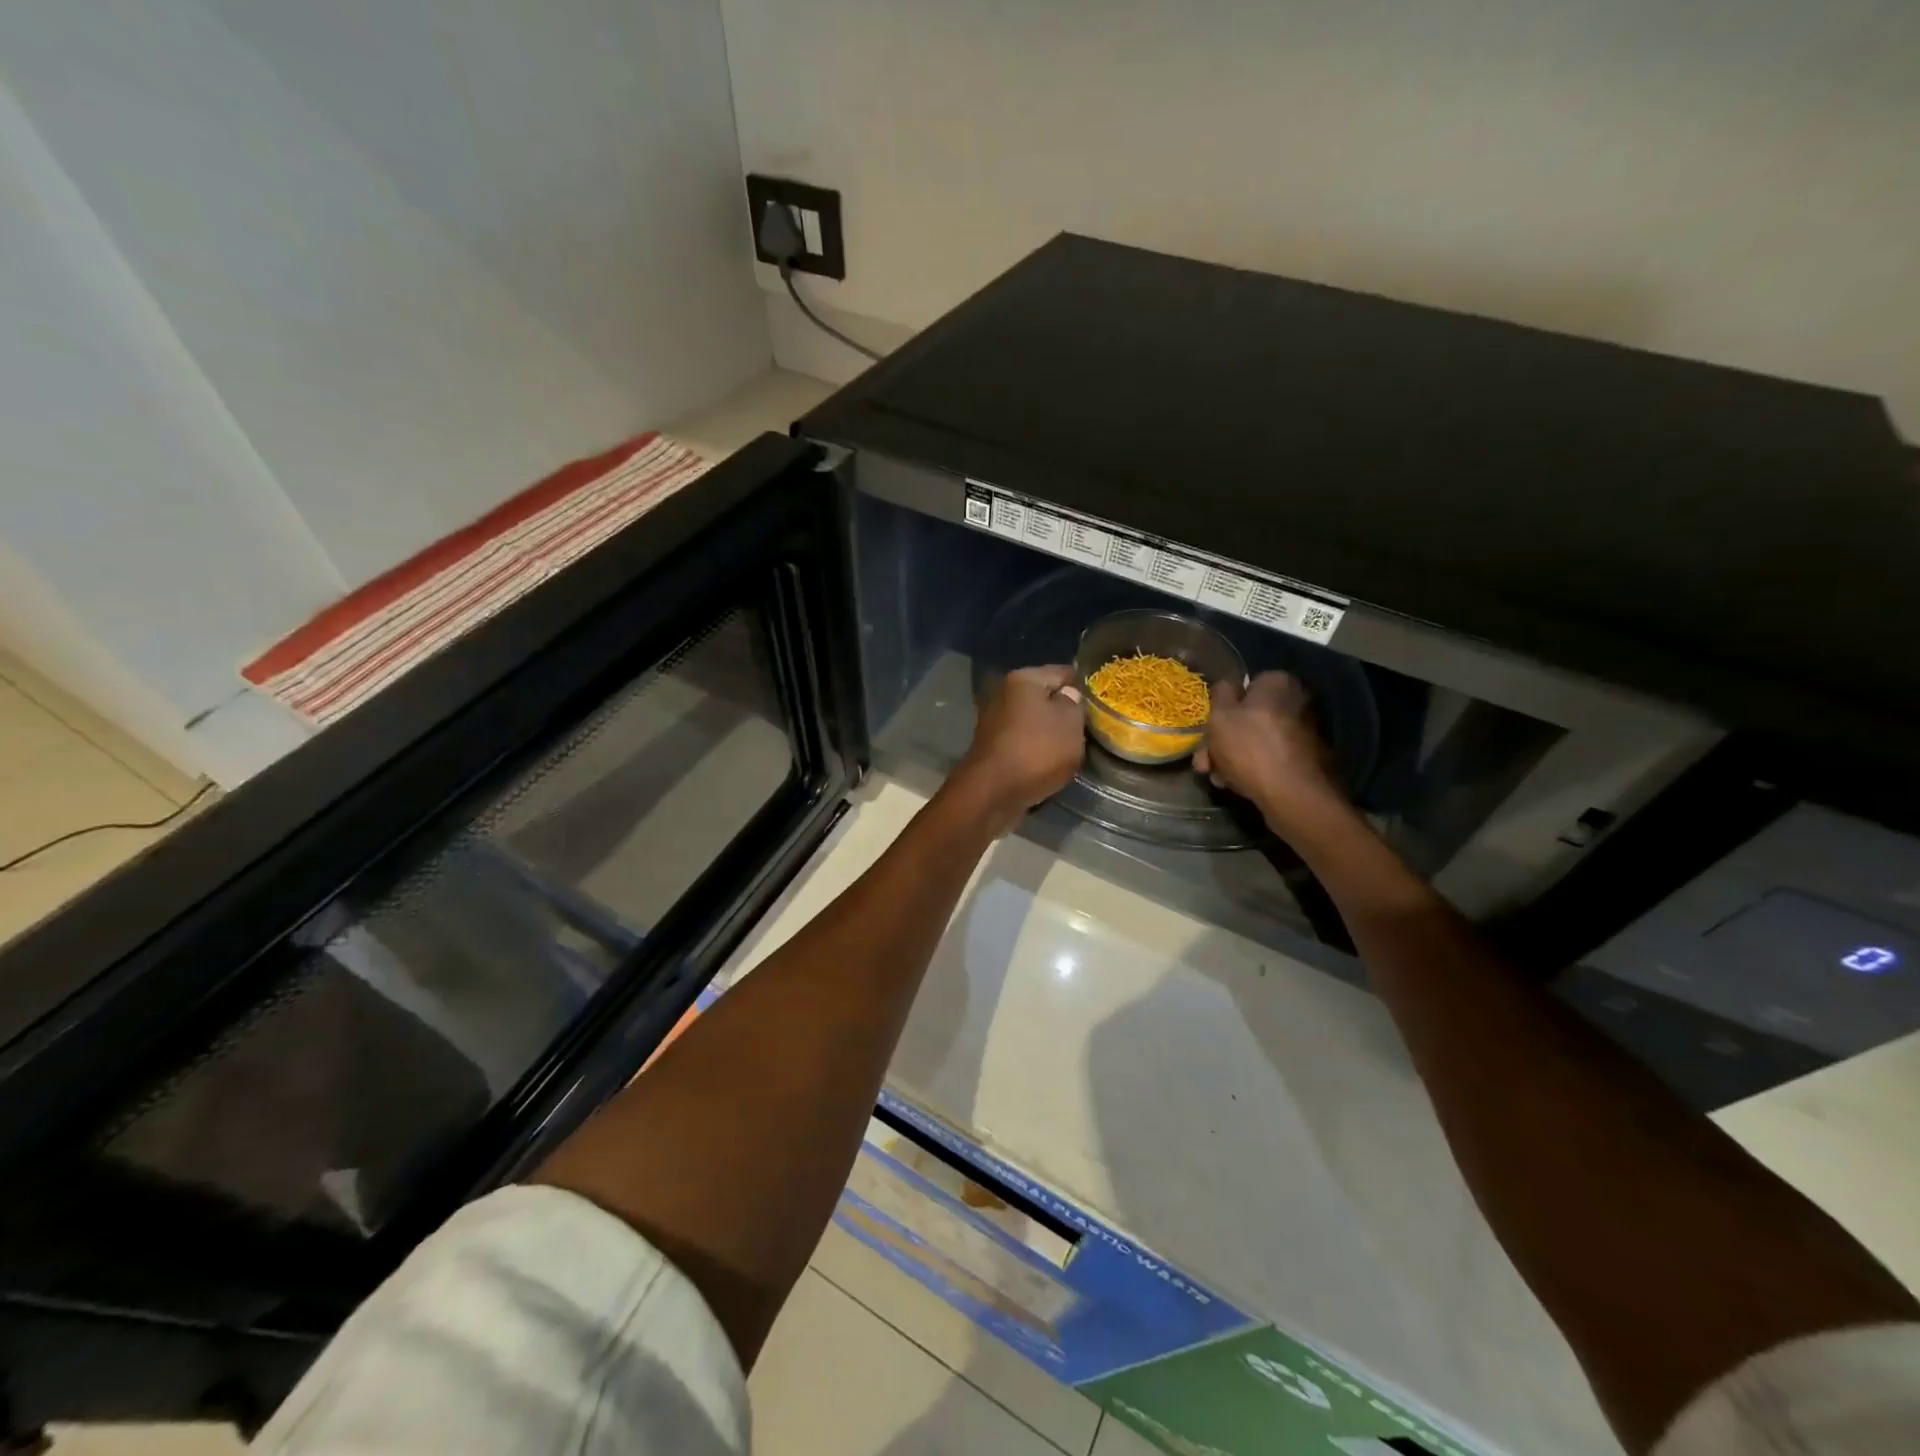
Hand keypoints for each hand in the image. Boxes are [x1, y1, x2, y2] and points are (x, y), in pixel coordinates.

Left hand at [954, 665, 1086, 832]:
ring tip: (1074, 748)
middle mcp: (1003, 695)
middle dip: (1065, 712)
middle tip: (1090, 728)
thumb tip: (1068, 695)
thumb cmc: (1036, 750)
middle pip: (1045, 699)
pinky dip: (1036, 752)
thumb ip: (1075, 704)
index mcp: (1022, 679)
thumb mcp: (1070, 723)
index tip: (1101, 700)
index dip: (1083, 685)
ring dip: (1051, 734)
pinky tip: (1051, 764)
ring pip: (1034, 723)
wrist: (992, 793)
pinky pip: (1024, 744)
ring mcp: (995, 723)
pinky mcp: (993, 749)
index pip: (1062, 672)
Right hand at [1195, 672, 1344, 828]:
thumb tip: (1227, 685)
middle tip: (1205, 762)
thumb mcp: (1220, 716)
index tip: (1209, 729)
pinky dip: (1252, 768)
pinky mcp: (1305, 759)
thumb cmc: (1249, 747)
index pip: (1245, 686)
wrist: (1292, 794)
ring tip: (1217, 778)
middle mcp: (1296, 702)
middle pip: (1248, 717)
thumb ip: (1220, 694)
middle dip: (1222, 740)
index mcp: (1278, 683)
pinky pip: (1270, 757)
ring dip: (1232, 757)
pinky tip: (1236, 784)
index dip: (1223, 708)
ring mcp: (1303, 732)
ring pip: (1255, 740)